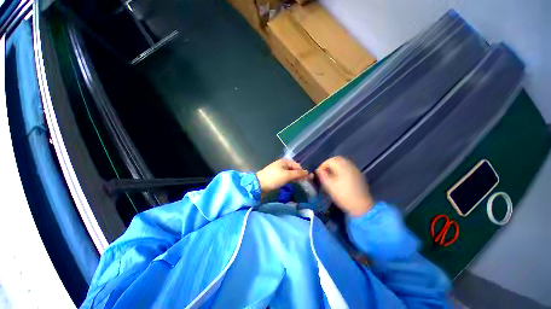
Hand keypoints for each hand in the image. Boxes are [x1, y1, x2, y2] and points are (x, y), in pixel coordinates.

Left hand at [256, 158, 310, 193]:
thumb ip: (298, 174)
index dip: (303, 172)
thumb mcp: (287, 175)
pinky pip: (287, 177)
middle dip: (300, 175)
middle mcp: (283, 164)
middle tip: (306, 182)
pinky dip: (291, 180)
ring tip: (302, 183)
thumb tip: (308, 173)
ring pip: (291, 174)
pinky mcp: (277, 177)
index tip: (309, 179)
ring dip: (296, 178)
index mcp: (285, 161)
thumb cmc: (274, 178)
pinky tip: (294, 183)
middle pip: (294, 169)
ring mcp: (280, 171)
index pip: (298, 166)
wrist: (259, 185)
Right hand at [316, 156, 374, 216]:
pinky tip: (338, 177)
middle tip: (324, 172)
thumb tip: (319, 170)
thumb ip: (323, 176)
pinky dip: (341, 169)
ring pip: (343, 162)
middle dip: (329, 164)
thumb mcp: (330, 186)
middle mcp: (350, 166)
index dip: (323, 165)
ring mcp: (355, 170)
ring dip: (335, 166)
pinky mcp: (358, 175)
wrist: (362, 206)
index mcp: (343, 167)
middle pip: (337, 159)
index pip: (330, 160)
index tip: (319, 172)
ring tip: (330, 174)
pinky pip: (348, 167)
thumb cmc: (344, 196)